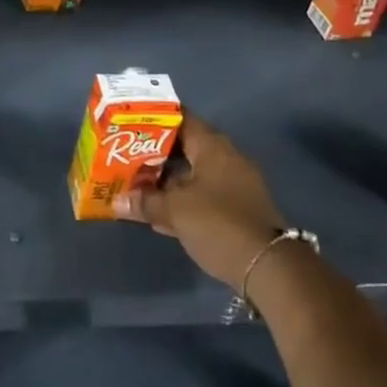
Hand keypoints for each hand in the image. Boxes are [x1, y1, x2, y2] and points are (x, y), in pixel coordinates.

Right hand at [127, 118, 284, 288]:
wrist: (270, 267)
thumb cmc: (219, 224)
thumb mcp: (177, 211)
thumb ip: (146, 202)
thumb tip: (116, 200)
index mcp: (212, 146)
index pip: (180, 119)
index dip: (154, 119)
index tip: (130, 123)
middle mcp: (225, 158)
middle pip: (185, 147)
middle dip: (156, 154)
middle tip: (126, 156)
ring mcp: (234, 184)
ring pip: (193, 173)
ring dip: (168, 180)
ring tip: (137, 185)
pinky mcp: (237, 209)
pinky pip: (203, 195)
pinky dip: (183, 200)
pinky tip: (160, 214)